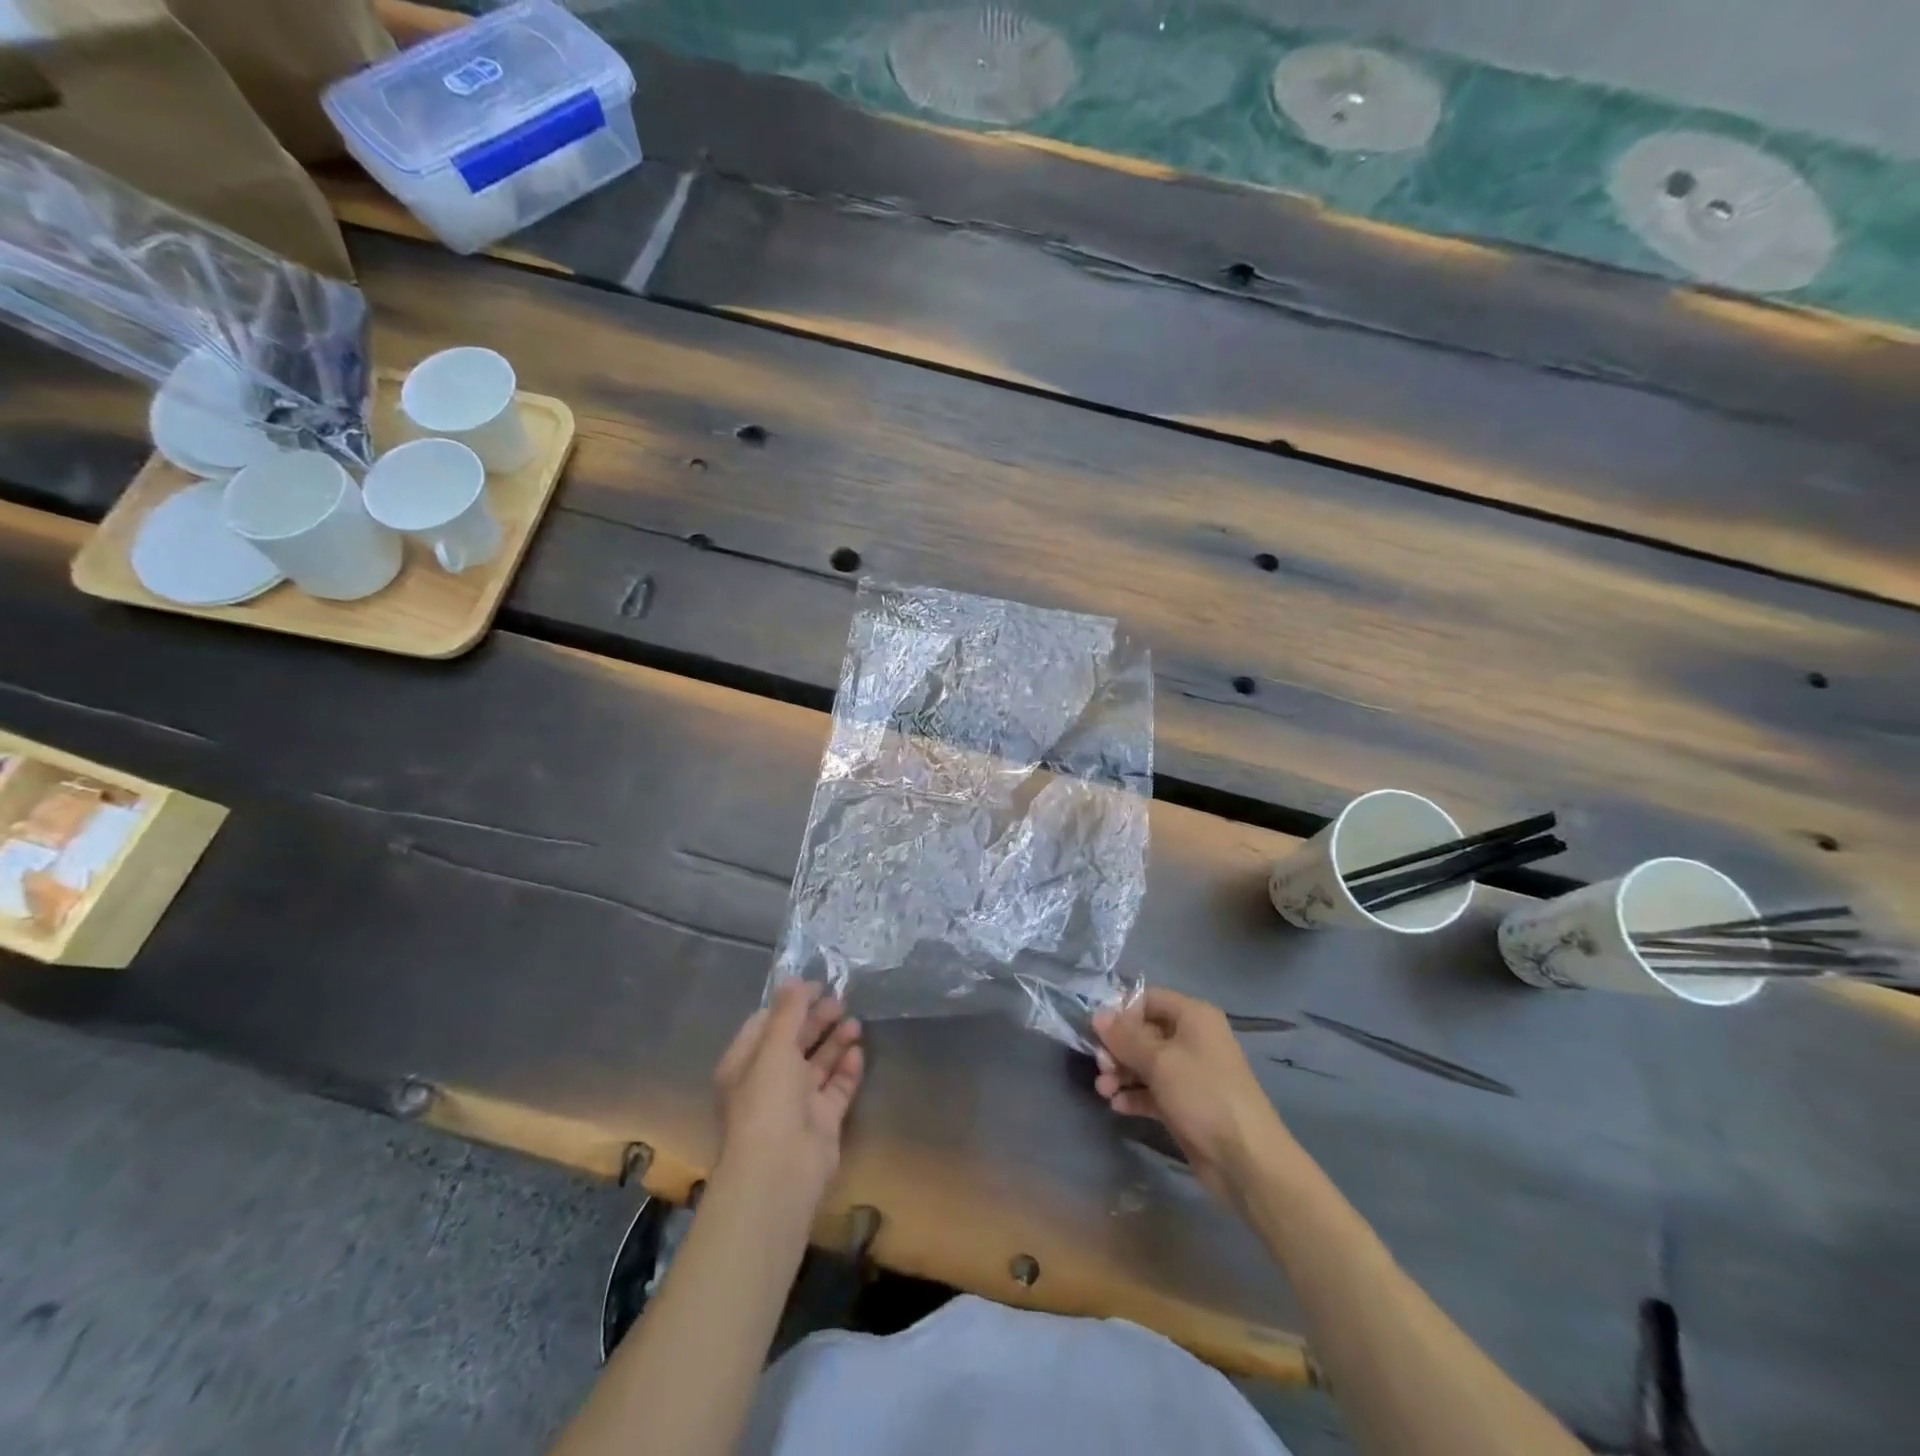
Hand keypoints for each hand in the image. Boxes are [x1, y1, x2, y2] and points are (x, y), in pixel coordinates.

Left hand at [713, 980, 864, 1213]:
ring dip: (835, 1041)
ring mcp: (796, 1103)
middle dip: (817, 1020)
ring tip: (855, 1023)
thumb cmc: (767, 1101)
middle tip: (842, 1001)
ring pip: (818, 1063)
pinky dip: (847, 1070)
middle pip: (795, 1042)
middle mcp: (769, 1081)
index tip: (818, 985)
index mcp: (745, 1064)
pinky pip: (836, 1087)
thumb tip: (794, 978)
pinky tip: (858, 1053)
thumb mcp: (774, 1047)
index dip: (791, 1003)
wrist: (781, 1171)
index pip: (766, 1024)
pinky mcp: (822, 1120)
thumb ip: (788, 1012)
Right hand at [1093, 988, 1290, 1203]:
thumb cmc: (1203, 1094)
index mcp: (1193, 1017)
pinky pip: (1152, 1090)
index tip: (1097, 1031)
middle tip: (1100, 1066)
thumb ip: (1124, 1037)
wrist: (1244, 1159)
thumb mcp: (1159, 1060)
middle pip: (1144, 1032)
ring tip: (1103, 1091)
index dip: (1122, 1012)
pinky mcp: (1185, 1103)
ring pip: (1146, 1063)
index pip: (1149, 999)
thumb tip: (1097, 1014)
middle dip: (1118, 1048)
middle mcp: (1192, 1039)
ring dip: (1121, 1073)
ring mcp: (1189, 1073)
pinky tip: (1117, 1106)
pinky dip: (1134, 1095)